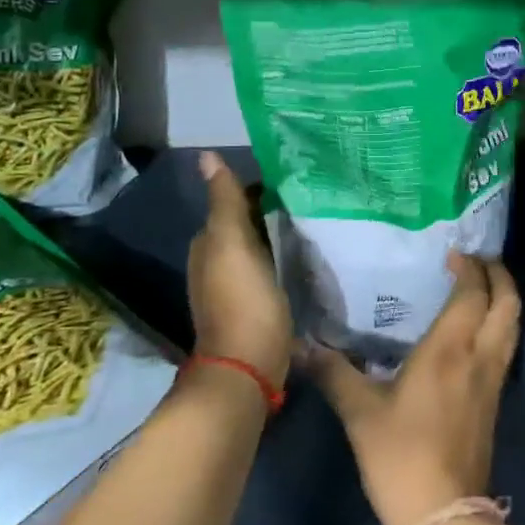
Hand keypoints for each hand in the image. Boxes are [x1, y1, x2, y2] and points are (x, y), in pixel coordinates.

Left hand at [188, 151, 291, 390]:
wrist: (248, 368)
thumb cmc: (241, 300)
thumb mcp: (232, 243)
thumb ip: (224, 201)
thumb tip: (206, 155)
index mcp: (209, 244)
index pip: (235, 201)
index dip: (261, 187)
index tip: (296, 176)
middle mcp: (217, 262)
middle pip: (248, 224)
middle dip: (274, 209)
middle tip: (314, 195)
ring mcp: (237, 287)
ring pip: (261, 246)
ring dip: (281, 233)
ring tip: (318, 219)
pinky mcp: (257, 306)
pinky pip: (271, 269)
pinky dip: (285, 257)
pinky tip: (309, 255)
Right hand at [304, 253, 520, 524]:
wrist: (445, 514)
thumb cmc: (401, 455)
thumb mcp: (360, 413)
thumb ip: (334, 373)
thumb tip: (301, 345)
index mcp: (451, 347)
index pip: (473, 292)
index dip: (469, 267)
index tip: (452, 253)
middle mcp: (480, 355)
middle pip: (508, 302)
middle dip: (499, 274)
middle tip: (478, 260)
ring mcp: (493, 379)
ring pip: (513, 325)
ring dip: (504, 298)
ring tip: (482, 286)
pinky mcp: (495, 400)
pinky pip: (506, 347)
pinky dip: (500, 325)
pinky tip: (477, 331)